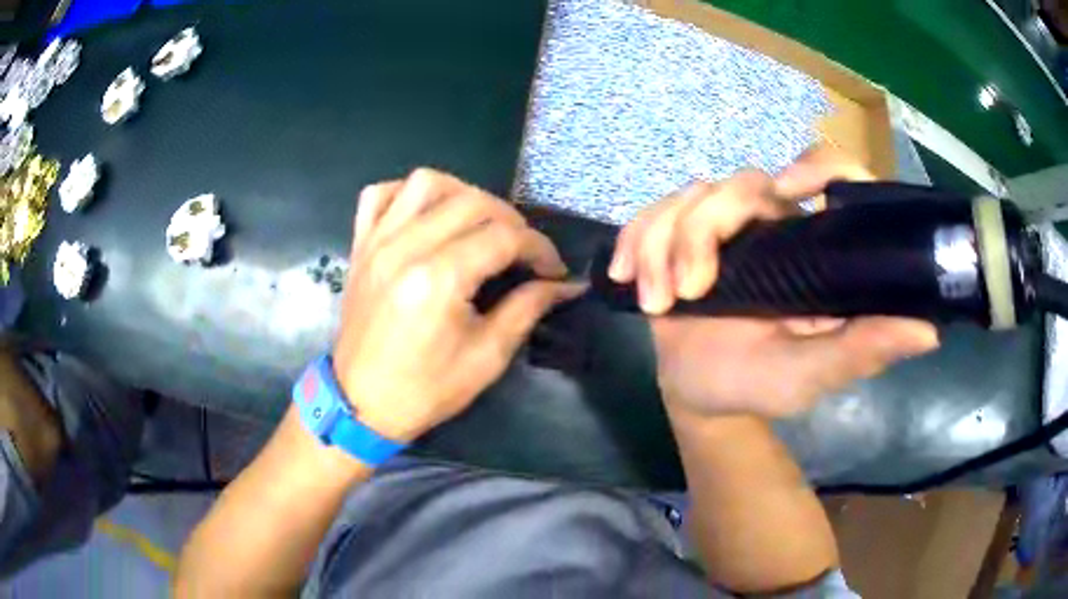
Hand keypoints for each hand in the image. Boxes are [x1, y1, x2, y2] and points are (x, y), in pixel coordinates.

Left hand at [333, 169, 582, 442]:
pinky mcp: (360, 246)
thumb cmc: (425, 390)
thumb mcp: (487, 357)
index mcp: (438, 279)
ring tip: (479, 223)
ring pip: (426, 182)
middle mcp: (405, 247)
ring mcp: (377, 242)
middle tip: (523, 251)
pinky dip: (407, 194)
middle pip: (472, 201)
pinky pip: (380, 195)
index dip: (539, 248)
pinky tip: (426, 214)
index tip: (554, 269)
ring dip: (464, 194)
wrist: (361, 404)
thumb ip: (528, 308)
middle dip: (511, 220)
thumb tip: (567, 284)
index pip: (504, 237)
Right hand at [608, 146, 939, 417]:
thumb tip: (929, 329)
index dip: (817, 164)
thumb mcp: (813, 373)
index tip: (790, 190)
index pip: (831, 174)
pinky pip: (650, 215)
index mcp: (813, 246)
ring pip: (689, 198)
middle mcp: (772, 223)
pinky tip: (628, 279)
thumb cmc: (761, 384)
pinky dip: (634, 243)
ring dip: (663, 247)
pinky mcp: (677, 235)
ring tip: (659, 303)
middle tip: (689, 293)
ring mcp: (722, 226)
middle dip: (703, 233)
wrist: (699, 393)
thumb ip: (862, 350)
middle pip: (739, 184)